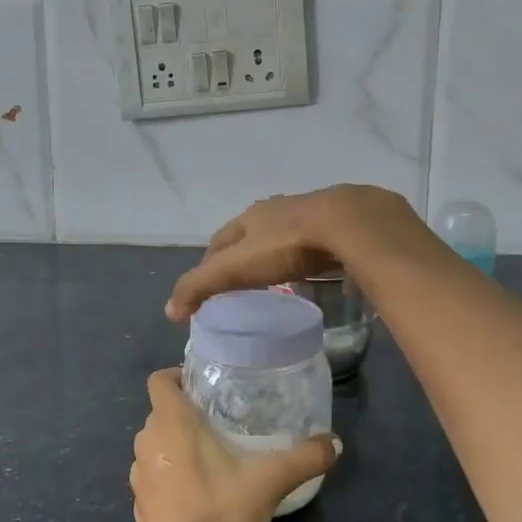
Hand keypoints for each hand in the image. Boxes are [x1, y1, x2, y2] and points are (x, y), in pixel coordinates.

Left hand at [130, 369, 338, 521]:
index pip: (158, 380)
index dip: (175, 376)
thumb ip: (304, 459)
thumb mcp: (269, 481)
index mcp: (171, 421)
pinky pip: (152, 474)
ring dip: (174, 444)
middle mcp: (147, 439)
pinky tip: (193, 492)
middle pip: (160, 412)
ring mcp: (137, 472)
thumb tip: (336, 443)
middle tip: (217, 421)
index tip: (200, 386)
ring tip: (208, 456)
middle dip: (184, 413)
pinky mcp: (138, 501)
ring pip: (155, 443)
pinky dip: (167, 475)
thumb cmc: (219, 510)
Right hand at [165, 185, 423, 321]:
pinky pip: (323, 245)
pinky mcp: (346, 225)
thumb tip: (169, 311)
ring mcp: (315, 214)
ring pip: (288, 237)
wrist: (352, 224)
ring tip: (280, 282)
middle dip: (244, 257)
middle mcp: (280, 209)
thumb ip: (202, 286)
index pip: (220, 240)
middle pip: (253, 236)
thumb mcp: (236, 268)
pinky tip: (324, 275)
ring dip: (279, 255)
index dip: (210, 262)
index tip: (207, 286)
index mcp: (251, 216)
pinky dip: (315, 259)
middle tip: (242, 286)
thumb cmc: (287, 244)